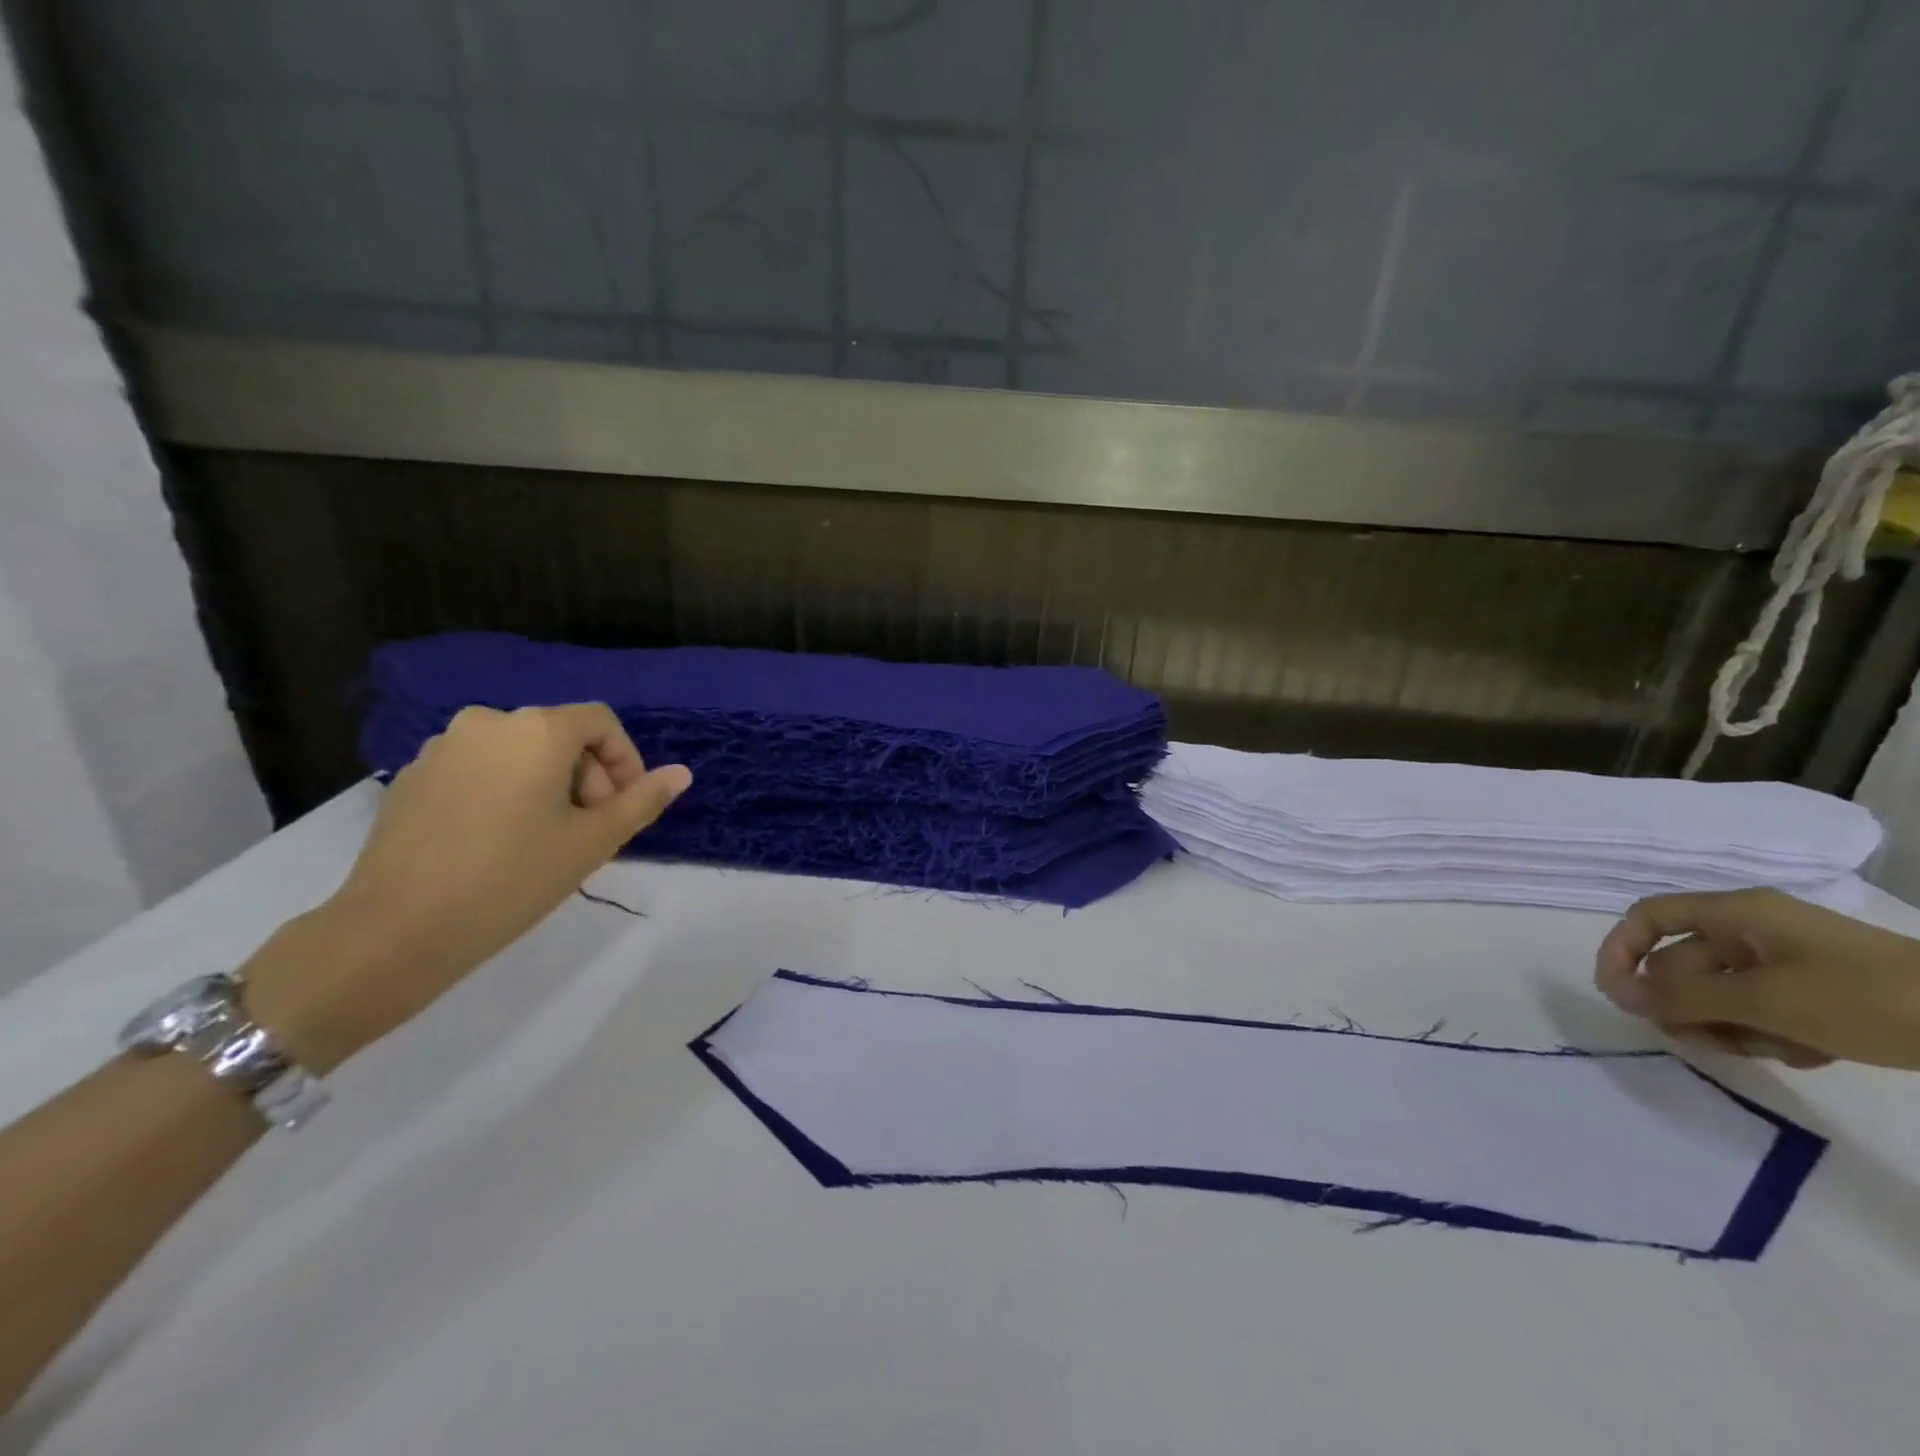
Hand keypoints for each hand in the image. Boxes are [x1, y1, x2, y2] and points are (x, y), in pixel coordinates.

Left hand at [249, 705, 690, 1069]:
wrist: (396, 929)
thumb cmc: (513, 878)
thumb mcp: (593, 842)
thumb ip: (642, 800)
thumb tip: (682, 773)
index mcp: (537, 730)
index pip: (601, 722)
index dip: (625, 759)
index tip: (624, 807)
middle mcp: (488, 722)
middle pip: (559, 734)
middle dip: (587, 775)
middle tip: (590, 829)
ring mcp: (443, 747)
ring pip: (518, 752)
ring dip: (547, 783)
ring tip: (545, 838)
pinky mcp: (412, 776)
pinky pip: (478, 768)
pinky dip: (504, 790)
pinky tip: (497, 840)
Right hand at [1594, 888, 1919, 1070]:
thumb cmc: (1865, 997)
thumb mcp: (1763, 1000)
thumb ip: (1681, 997)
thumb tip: (1615, 994)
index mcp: (1736, 914)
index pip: (1649, 917)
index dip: (1621, 949)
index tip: (1616, 994)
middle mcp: (1752, 931)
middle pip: (1684, 963)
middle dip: (1684, 1004)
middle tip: (1699, 1040)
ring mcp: (1788, 963)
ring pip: (1721, 994)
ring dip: (1728, 1025)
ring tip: (1768, 1051)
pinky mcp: (1819, 995)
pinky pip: (1763, 1010)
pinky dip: (1770, 1035)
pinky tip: (1807, 1054)